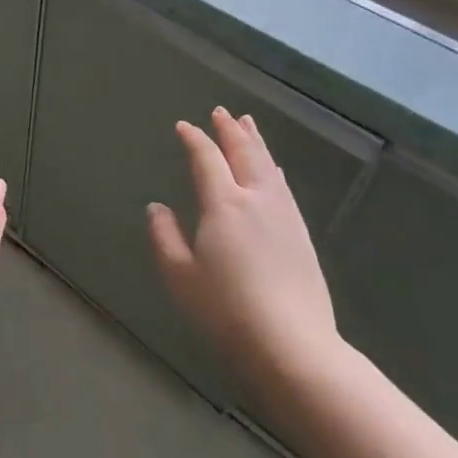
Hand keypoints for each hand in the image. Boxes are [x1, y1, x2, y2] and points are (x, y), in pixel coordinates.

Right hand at [147, 108, 342, 383]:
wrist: (293, 345)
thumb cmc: (227, 310)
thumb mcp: (180, 275)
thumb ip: (165, 236)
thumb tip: (157, 207)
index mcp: (223, 204)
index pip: (207, 159)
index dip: (194, 139)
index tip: (183, 126)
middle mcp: (255, 198)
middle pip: (243, 153)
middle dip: (230, 130)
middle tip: (222, 112)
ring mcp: (283, 215)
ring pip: (267, 165)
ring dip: (255, 142)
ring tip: (248, 125)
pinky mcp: (301, 234)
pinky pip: (283, 186)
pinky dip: (272, 167)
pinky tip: (274, 169)